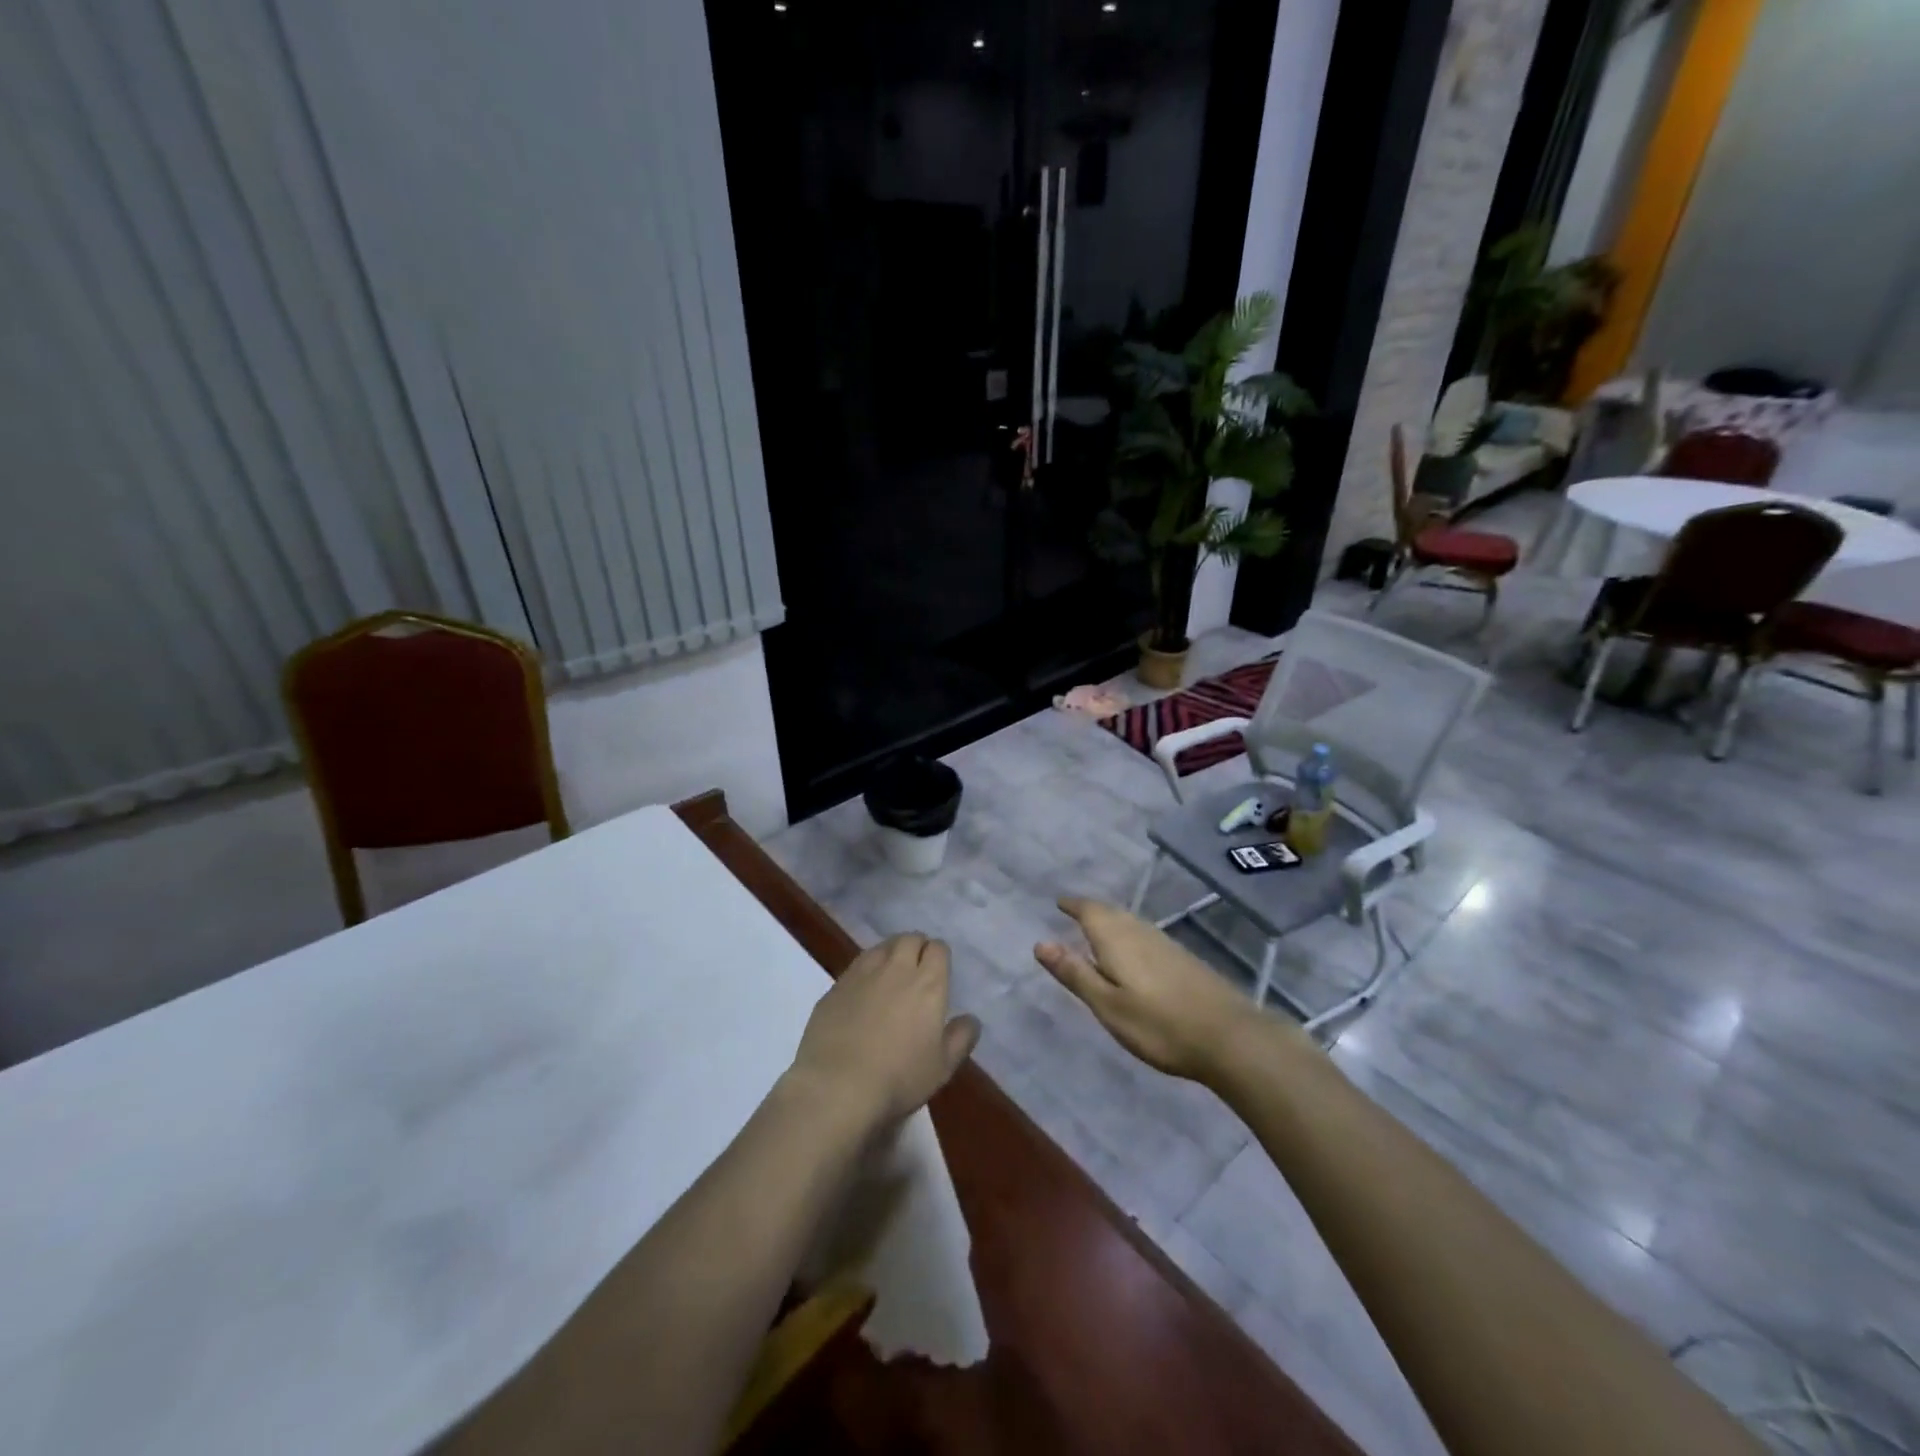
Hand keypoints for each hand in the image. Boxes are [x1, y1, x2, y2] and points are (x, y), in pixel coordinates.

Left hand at [787, 934, 980, 1133]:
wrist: (837, 1085)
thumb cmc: (899, 1078)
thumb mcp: (942, 1067)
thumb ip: (961, 1039)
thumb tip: (971, 1019)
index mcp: (928, 984)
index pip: (938, 949)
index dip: (939, 955)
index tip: (938, 970)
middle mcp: (896, 969)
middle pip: (909, 939)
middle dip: (916, 947)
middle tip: (916, 967)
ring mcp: (862, 974)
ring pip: (881, 947)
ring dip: (890, 953)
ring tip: (890, 973)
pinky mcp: (836, 986)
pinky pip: (856, 965)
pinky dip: (865, 970)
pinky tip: (862, 990)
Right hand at [1035, 897, 1274, 1082]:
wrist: (1230, 1036)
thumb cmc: (1159, 1024)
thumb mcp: (1108, 1005)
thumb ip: (1075, 973)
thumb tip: (1040, 942)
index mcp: (1116, 938)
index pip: (1089, 910)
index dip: (1073, 905)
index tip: (1059, 902)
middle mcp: (1140, 931)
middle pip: (1110, 913)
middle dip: (1090, 911)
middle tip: (1073, 913)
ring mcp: (1166, 943)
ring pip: (1130, 923)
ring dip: (1111, 922)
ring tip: (1097, 931)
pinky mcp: (1183, 958)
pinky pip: (1145, 935)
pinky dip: (1129, 936)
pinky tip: (1133, 954)